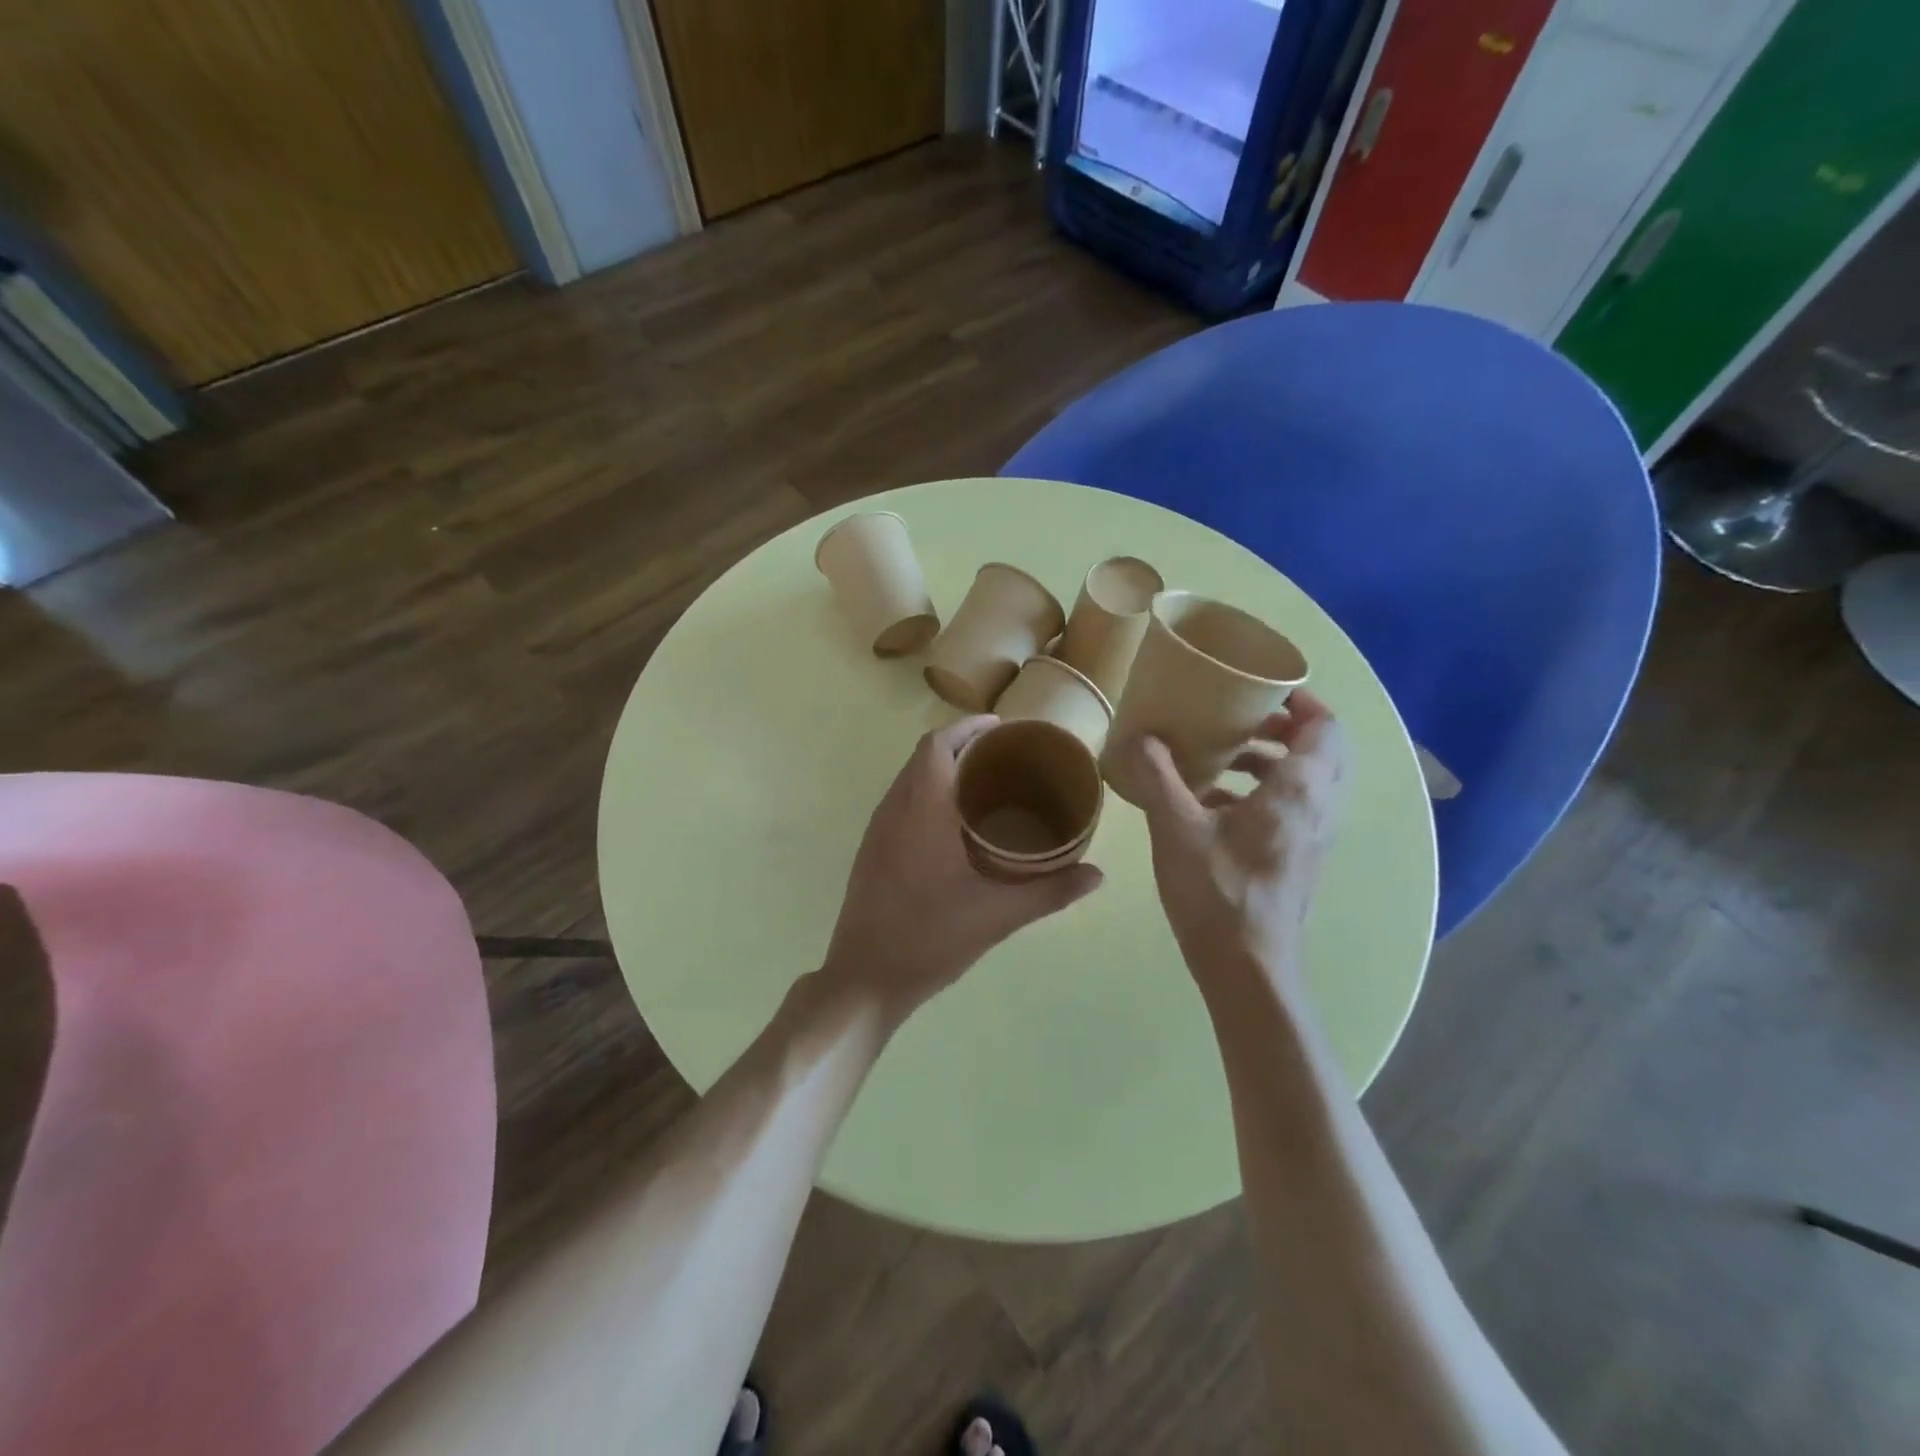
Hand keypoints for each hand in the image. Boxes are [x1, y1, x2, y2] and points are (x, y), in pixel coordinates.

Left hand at [820, 717, 1103, 1026]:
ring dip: (942, 769)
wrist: (865, 978)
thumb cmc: (930, 939)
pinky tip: (955, 823)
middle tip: (1004, 756)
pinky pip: (901, 802)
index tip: (1002, 728)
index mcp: (921, 809)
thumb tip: (1097, 874)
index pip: (938, 745)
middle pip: (924, 756)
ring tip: (985, 783)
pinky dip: (927, 793)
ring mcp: (877, 830)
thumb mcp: (997, 916)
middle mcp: (894, 809)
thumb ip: (1049, 892)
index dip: (968, 728)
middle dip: (961, 745)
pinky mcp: (871, 850)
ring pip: (909, 779)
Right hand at [1121, 690, 1346, 1003]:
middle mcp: (1318, 808)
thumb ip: (1158, 777)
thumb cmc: (1217, 892)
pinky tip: (1213, 804)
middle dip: (1285, 728)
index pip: (1326, 727)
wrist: (1247, 968)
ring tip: (1223, 757)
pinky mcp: (1299, 860)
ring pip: (1308, 781)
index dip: (1302, 701)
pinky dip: (1265, 792)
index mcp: (1299, 790)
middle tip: (1241, 718)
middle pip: (1322, 750)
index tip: (1262, 690)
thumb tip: (1139, 737)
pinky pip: (1294, 808)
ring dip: (1272, 761)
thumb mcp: (1176, 828)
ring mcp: (1313, 838)